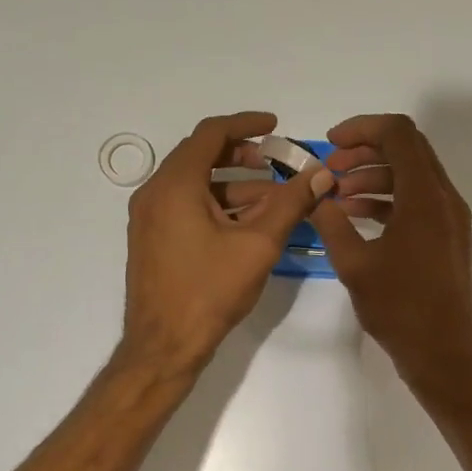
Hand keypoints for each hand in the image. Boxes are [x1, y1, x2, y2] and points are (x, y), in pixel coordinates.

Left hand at [119, 111, 331, 378]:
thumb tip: (322, 174)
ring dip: (233, 185)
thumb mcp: (258, 245)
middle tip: (276, 163)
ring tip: (273, 198)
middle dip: (242, 155)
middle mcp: (154, 193)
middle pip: (200, 156)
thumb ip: (291, 203)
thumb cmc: (210, 292)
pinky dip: (217, 205)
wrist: (163, 346)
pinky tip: (248, 224)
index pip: (211, 133)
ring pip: (195, 185)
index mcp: (175, 185)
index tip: (276, 126)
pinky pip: (185, 207)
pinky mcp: (152, 240)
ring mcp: (149, 218)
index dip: (247, 124)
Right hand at [312, 113, 471, 391]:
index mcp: (424, 197)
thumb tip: (313, 194)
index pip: (398, 133)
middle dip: (364, 151)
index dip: (361, 128)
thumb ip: (330, 222)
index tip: (329, 145)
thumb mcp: (354, 264)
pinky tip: (357, 217)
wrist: (443, 353)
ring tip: (338, 196)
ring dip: (374, 176)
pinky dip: (388, 199)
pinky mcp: (448, 237)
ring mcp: (450, 218)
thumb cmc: (399, 308)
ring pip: (412, 176)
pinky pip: (417, 201)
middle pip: (407, 149)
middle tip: (330, 170)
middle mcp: (444, 198)